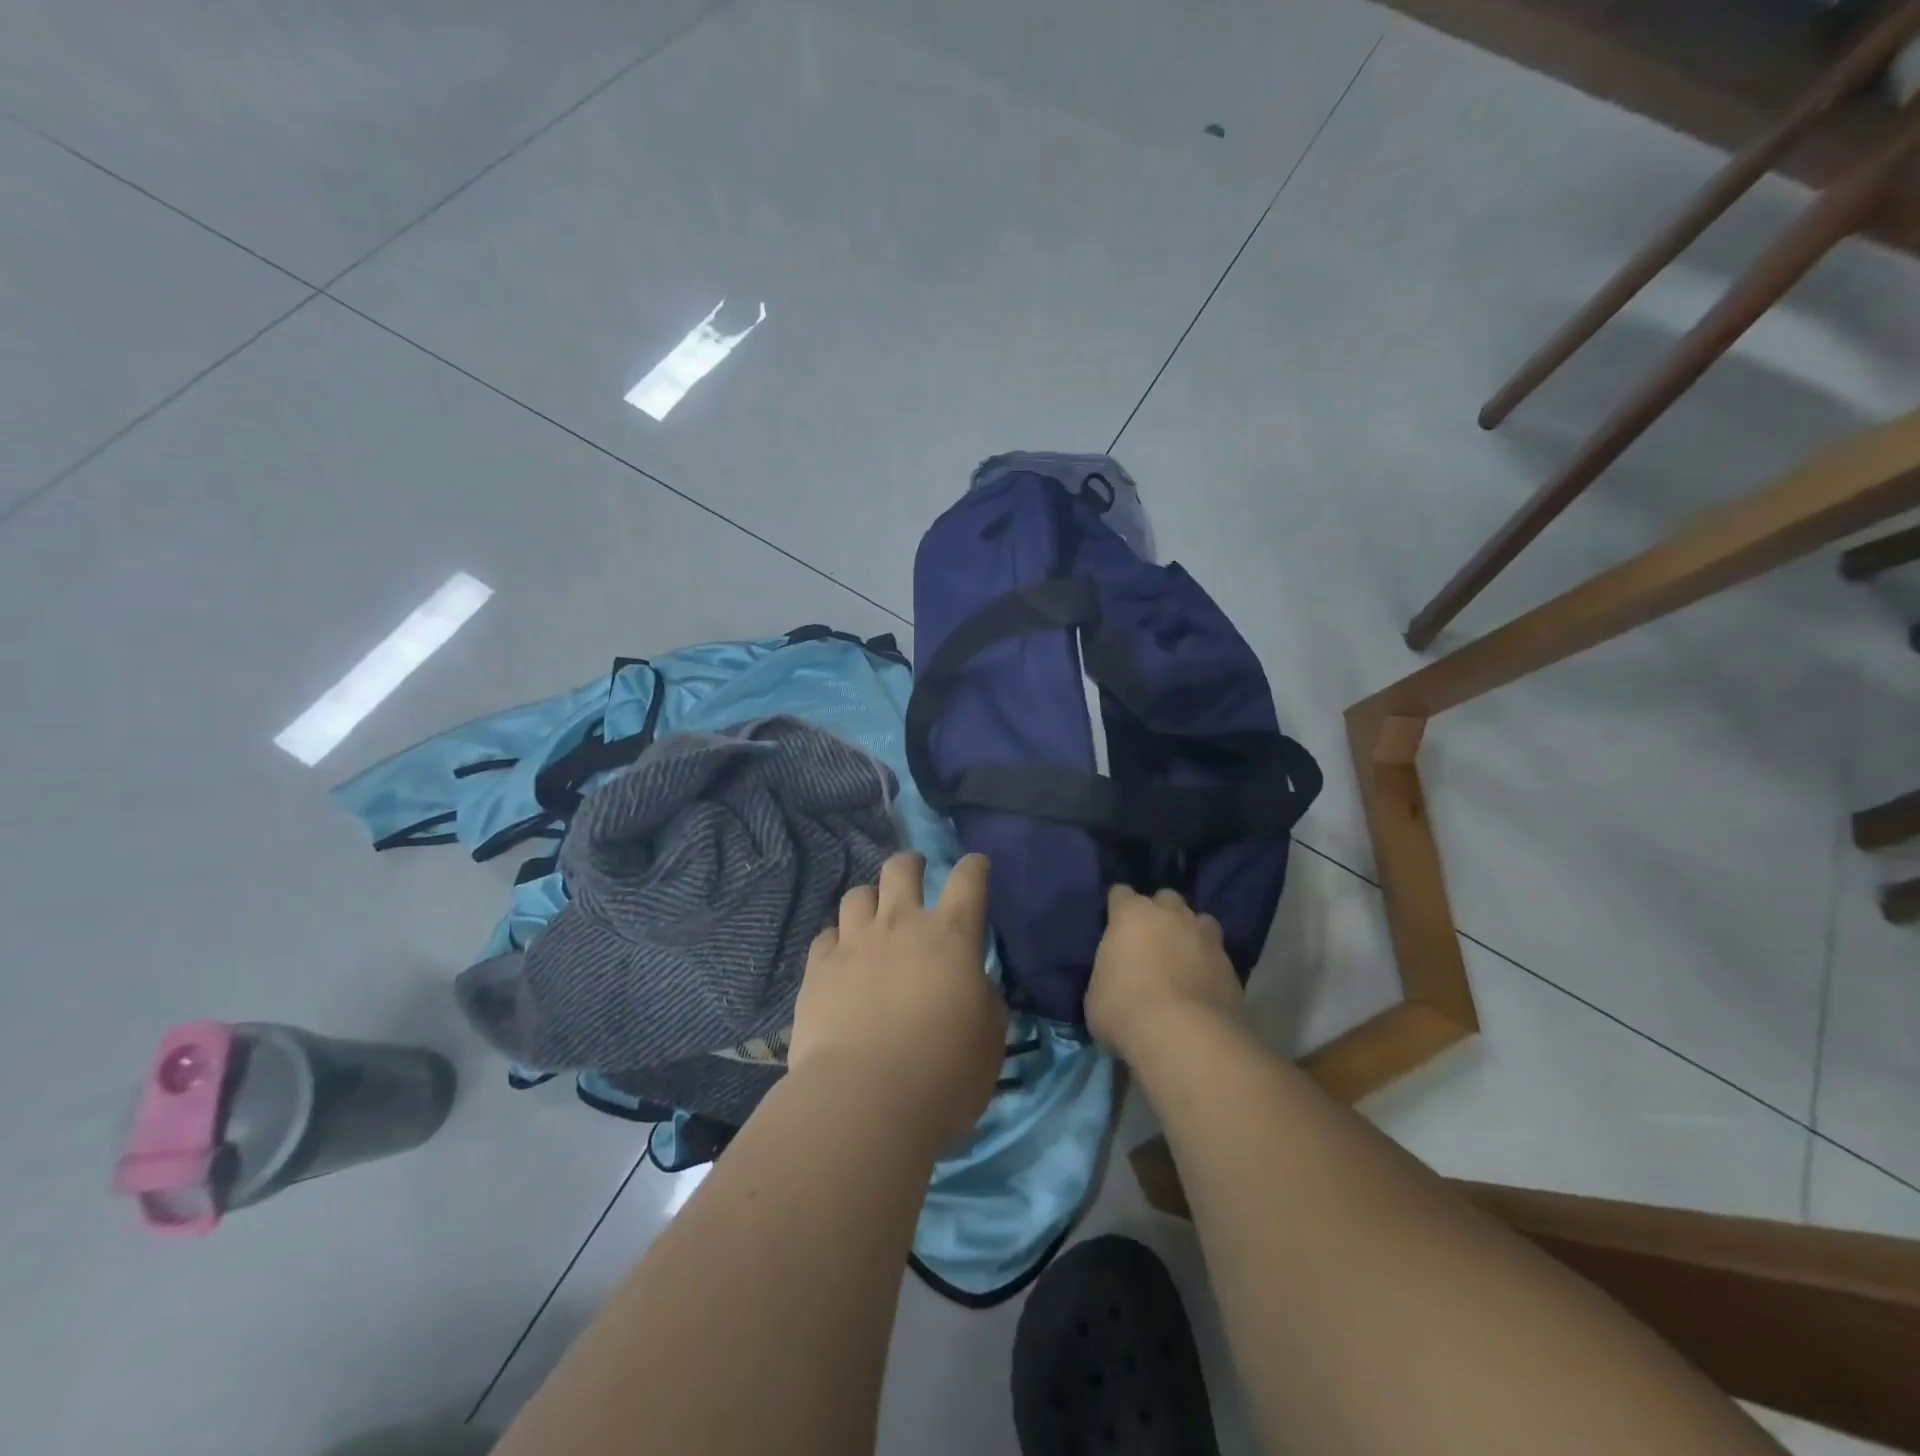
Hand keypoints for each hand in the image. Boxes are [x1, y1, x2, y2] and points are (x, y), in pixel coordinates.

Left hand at [790, 852, 1007, 1146]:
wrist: (864, 1100)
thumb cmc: (943, 1072)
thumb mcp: (989, 1038)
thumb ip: (984, 999)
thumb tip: (972, 984)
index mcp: (951, 936)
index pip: (968, 880)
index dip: (974, 866)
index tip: (976, 864)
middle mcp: (900, 925)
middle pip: (901, 868)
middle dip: (911, 863)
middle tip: (915, 871)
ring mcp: (854, 943)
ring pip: (858, 894)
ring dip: (870, 899)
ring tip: (874, 914)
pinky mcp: (818, 968)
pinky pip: (826, 935)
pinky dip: (838, 939)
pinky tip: (841, 955)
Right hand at [1086, 885, 1244, 1062]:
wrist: (1184, 1037)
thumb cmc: (1125, 1009)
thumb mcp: (1096, 993)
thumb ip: (1108, 973)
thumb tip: (1115, 978)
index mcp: (1132, 914)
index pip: (1120, 894)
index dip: (1117, 908)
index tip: (1113, 924)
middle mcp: (1171, 915)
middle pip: (1165, 899)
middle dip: (1159, 913)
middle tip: (1150, 940)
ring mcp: (1206, 937)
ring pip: (1199, 921)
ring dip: (1190, 933)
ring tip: (1182, 958)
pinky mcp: (1231, 966)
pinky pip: (1217, 955)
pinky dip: (1208, 965)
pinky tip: (1201, 985)